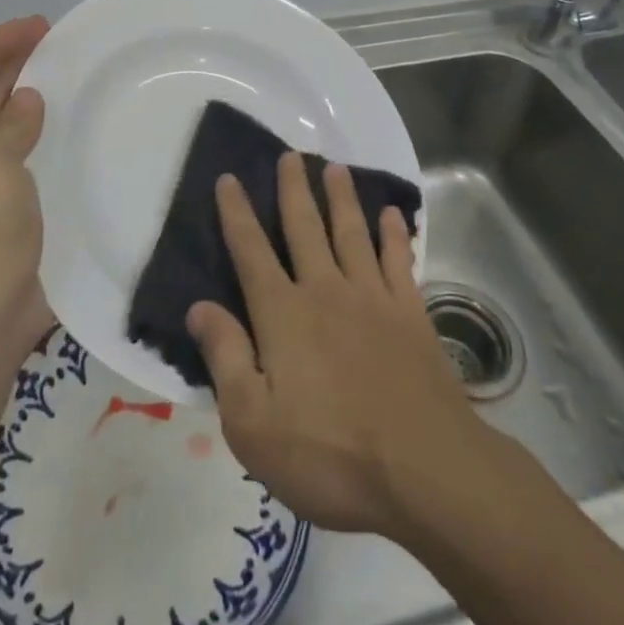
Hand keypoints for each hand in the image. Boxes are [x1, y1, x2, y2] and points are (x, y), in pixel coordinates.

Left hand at [0, 16, 53, 370]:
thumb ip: (9, 125)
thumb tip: (27, 100)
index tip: (35, 25)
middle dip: (12, 65)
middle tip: (54, 39)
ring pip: (3, 128)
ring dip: (27, 98)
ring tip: (63, 72)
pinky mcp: (6, 214)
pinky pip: (24, 159)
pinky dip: (42, 136)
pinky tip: (69, 129)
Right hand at [187, 154, 479, 538]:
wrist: (424, 470)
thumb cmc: (329, 454)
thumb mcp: (253, 423)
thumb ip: (225, 358)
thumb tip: (198, 306)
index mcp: (283, 314)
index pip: (251, 251)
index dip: (236, 213)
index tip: (228, 178)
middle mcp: (325, 290)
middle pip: (305, 227)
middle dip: (293, 189)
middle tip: (291, 154)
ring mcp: (372, 298)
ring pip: (351, 233)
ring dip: (342, 198)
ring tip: (335, 167)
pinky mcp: (410, 314)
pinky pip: (399, 261)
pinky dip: (395, 235)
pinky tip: (394, 215)